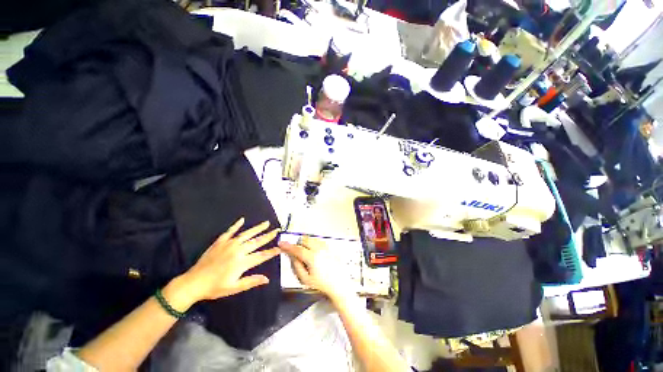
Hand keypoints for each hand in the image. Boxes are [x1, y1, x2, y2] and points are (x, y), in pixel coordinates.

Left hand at [166, 218, 279, 310]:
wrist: (193, 283)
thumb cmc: (215, 288)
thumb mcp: (234, 288)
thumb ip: (251, 281)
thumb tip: (267, 279)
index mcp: (242, 262)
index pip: (261, 255)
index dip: (272, 251)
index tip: (280, 247)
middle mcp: (238, 250)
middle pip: (257, 241)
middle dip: (268, 236)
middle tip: (277, 230)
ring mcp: (228, 244)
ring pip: (247, 234)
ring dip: (257, 228)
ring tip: (266, 223)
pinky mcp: (220, 242)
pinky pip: (230, 231)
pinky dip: (236, 225)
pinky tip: (242, 220)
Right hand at [279, 236, 352, 301]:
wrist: (338, 284)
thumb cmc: (323, 284)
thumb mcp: (305, 279)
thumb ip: (296, 266)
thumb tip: (291, 256)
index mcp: (312, 258)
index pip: (297, 249)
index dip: (287, 246)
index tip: (281, 243)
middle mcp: (320, 250)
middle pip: (305, 239)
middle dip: (298, 244)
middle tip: (297, 252)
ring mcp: (325, 248)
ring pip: (312, 238)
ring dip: (306, 243)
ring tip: (307, 254)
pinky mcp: (329, 248)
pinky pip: (319, 240)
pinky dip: (314, 243)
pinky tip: (314, 252)